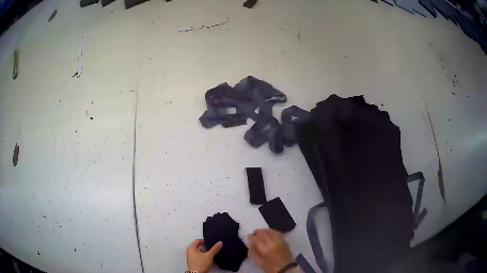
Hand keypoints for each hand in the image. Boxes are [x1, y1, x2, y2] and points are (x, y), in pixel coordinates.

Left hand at [186, 239, 222, 272]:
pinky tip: (209, 259)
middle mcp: (190, 252)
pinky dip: (204, 257)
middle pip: (198, 246)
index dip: (204, 240)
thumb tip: (219, 243)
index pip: (197, 240)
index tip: (210, 241)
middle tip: (212, 247)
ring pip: (199, 252)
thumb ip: (215, 249)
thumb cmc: (200, 264)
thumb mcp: (209, 255)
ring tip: (212, 253)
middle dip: (206, 247)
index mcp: (191, 248)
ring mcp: (191, 257)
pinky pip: (199, 257)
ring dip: (205, 252)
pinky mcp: (194, 262)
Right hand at [248, 229, 293, 272]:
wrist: (286, 269)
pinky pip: (278, 233)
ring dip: (264, 231)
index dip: (251, 237)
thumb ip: (254, 252)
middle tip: (254, 234)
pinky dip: (272, 231)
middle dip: (257, 232)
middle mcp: (273, 243)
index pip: (256, 239)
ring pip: (271, 231)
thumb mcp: (259, 262)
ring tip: (261, 232)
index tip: (249, 237)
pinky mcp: (285, 241)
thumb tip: (251, 244)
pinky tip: (270, 232)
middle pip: (263, 233)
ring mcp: (280, 241)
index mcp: (266, 249)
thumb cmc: (271, 267)